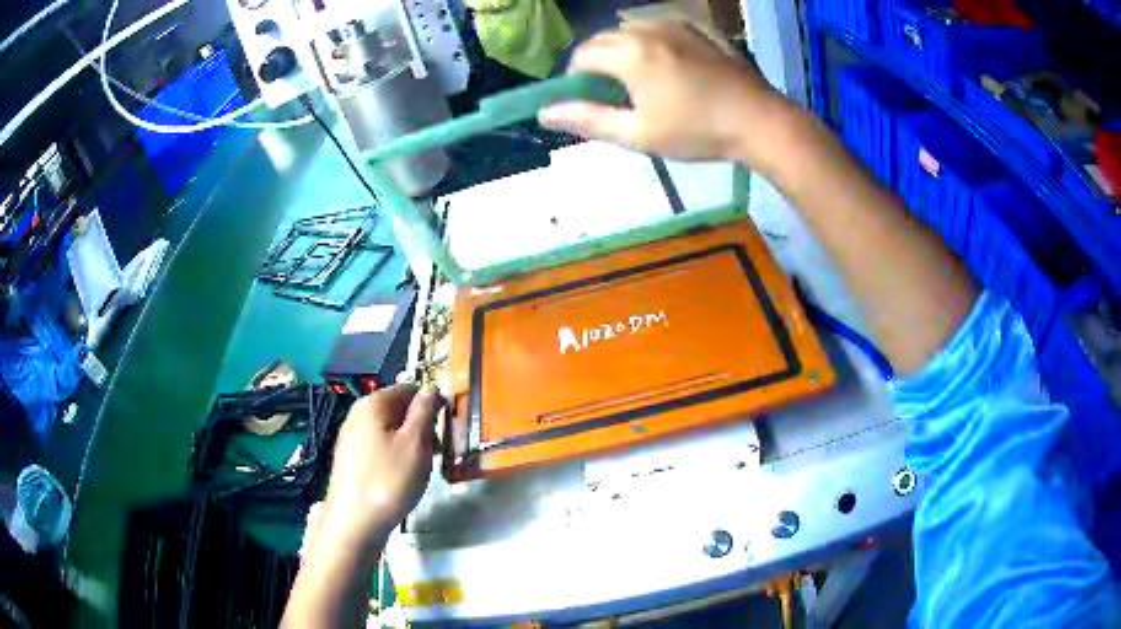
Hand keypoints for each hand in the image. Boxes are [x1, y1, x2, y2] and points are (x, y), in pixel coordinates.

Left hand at [315, 385, 443, 553]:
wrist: (355, 522)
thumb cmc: (389, 480)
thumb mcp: (415, 443)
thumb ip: (424, 411)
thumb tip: (430, 387)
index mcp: (372, 404)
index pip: (408, 388)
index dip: (431, 403)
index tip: (448, 427)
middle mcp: (357, 415)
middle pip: (398, 410)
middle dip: (421, 426)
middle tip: (438, 452)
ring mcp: (351, 438)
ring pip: (389, 431)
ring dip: (410, 444)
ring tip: (422, 468)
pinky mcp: (351, 460)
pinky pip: (379, 448)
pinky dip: (395, 457)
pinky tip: (402, 478)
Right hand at [538, 21, 796, 166]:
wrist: (759, 121)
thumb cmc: (697, 131)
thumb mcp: (638, 134)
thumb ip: (588, 120)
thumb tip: (545, 113)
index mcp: (629, 54)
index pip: (581, 56)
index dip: (575, 79)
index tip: (587, 101)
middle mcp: (647, 30)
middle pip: (604, 38)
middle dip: (597, 62)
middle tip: (611, 93)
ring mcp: (677, 25)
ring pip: (631, 29)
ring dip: (623, 49)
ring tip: (638, 79)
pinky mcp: (699, 30)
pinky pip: (660, 27)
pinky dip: (650, 42)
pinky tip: (666, 65)